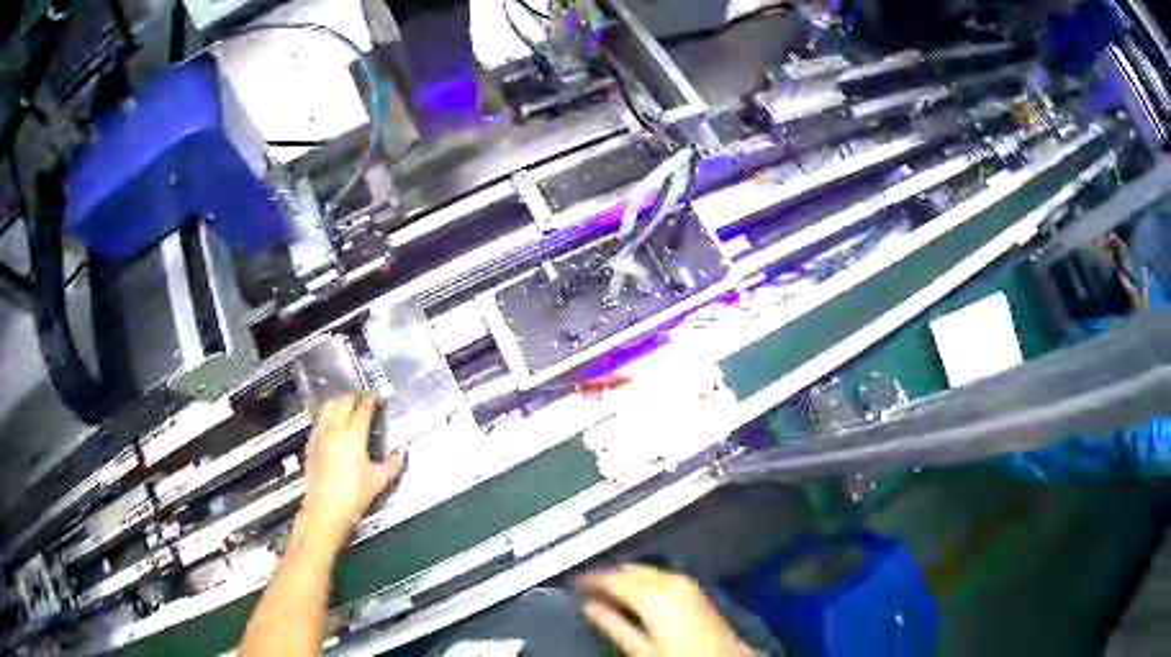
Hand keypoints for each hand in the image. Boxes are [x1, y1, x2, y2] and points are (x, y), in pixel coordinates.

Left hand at [301, 395, 404, 548]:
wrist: (325, 509)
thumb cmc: (354, 495)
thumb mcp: (378, 481)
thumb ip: (392, 465)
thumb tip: (400, 455)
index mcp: (353, 436)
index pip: (362, 409)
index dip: (370, 400)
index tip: (375, 396)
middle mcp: (334, 430)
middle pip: (342, 402)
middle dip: (353, 397)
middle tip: (361, 399)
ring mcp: (320, 436)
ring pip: (327, 408)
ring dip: (337, 403)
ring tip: (345, 407)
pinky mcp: (311, 444)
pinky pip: (319, 421)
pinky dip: (327, 416)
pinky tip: (331, 425)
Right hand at [578, 564, 752, 656]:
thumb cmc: (680, 656)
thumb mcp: (641, 648)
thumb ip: (613, 625)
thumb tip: (589, 607)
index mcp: (654, 595)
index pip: (613, 579)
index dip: (592, 579)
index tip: (575, 582)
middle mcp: (671, 582)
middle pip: (632, 570)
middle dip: (609, 574)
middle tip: (588, 583)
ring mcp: (687, 583)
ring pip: (648, 570)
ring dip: (627, 576)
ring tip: (608, 587)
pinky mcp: (695, 589)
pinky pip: (662, 576)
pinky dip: (645, 579)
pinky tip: (636, 590)